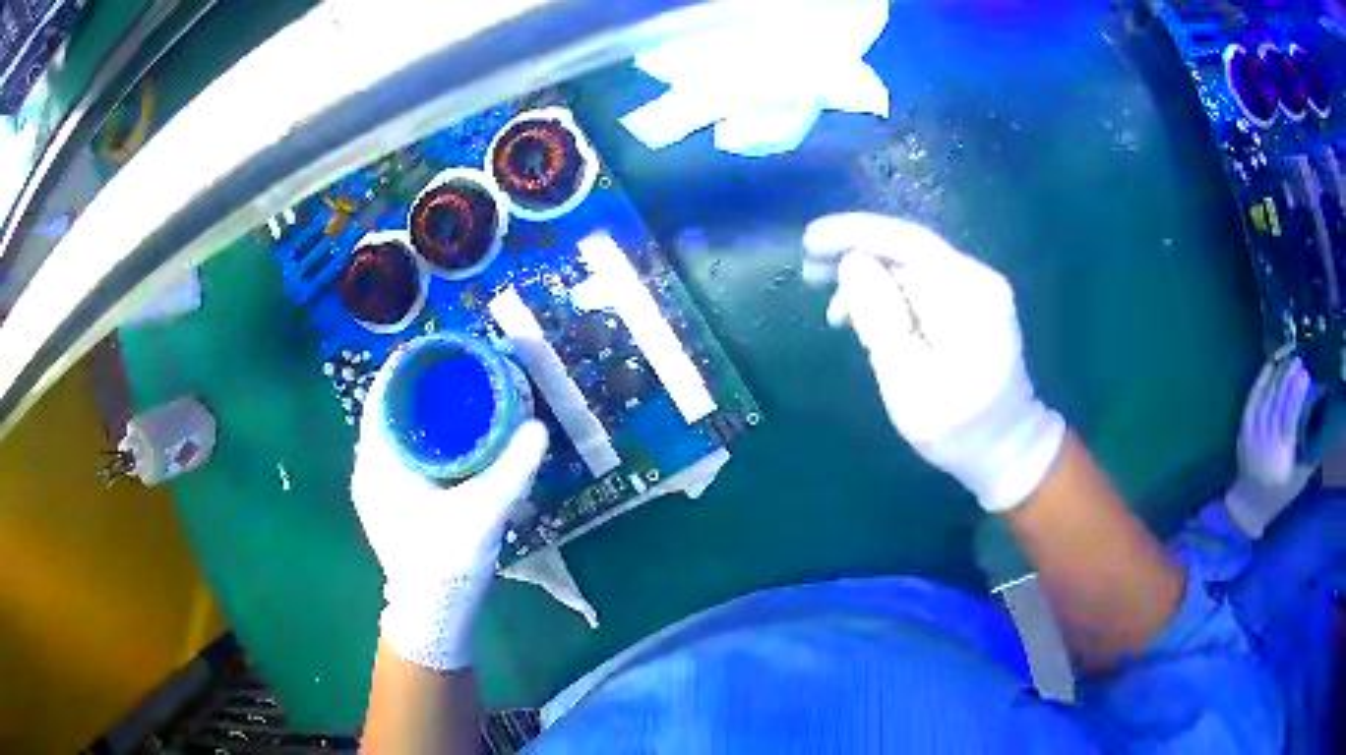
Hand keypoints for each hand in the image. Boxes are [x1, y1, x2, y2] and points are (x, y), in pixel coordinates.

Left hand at [352, 376, 547, 670]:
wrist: (431, 616)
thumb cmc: (445, 563)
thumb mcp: (482, 514)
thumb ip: (511, 470)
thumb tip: (538, 428)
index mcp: (378, 463)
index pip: (381, 397)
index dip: (406, 368)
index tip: (438, 350)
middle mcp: (369, 469)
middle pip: (388, 412)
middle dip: (418, 388)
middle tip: (458, 371)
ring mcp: (376, 489)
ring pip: (395, 435)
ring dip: (420, 414)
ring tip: (457, 397)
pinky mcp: (390, 504)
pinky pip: (401, 455)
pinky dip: (422, 439)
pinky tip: (451, 442)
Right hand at [802, 212, 1064, 511]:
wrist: (1007, 447)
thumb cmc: (957, 428)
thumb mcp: (909, 382)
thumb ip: (880, 318)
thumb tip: (851, 262)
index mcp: (967, 295)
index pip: (907, 242)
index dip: (854, 233)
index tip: (808, 242)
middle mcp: (977, 278)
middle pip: (908, 246)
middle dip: (855, 250)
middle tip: (809, 270)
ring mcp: (978, 288)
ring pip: (911, 263)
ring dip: (867, 274)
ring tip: (830, 305)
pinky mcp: (971, 301)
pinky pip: (921, 281)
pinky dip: (887, 291)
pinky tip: (863, 313)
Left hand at [1224, 357, 1314, 538]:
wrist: (1249, 506)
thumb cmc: (1280, 492)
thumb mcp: (1300, 477)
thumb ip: (1310, 449)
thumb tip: (1321, 416)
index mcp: (1281, 456)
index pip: (1289, 416)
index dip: (1297, 393)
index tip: (1306, 374)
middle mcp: (1266, 443)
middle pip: (1278, 402)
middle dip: (1288, 378)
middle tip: (1298, 360)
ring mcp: (1253, 436)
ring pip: (1266, 397)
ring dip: (1277, 374)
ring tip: (1287, 358)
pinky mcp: (1243, 431)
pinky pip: (1252, 400)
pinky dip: (1261, 381)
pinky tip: (1269, 366)